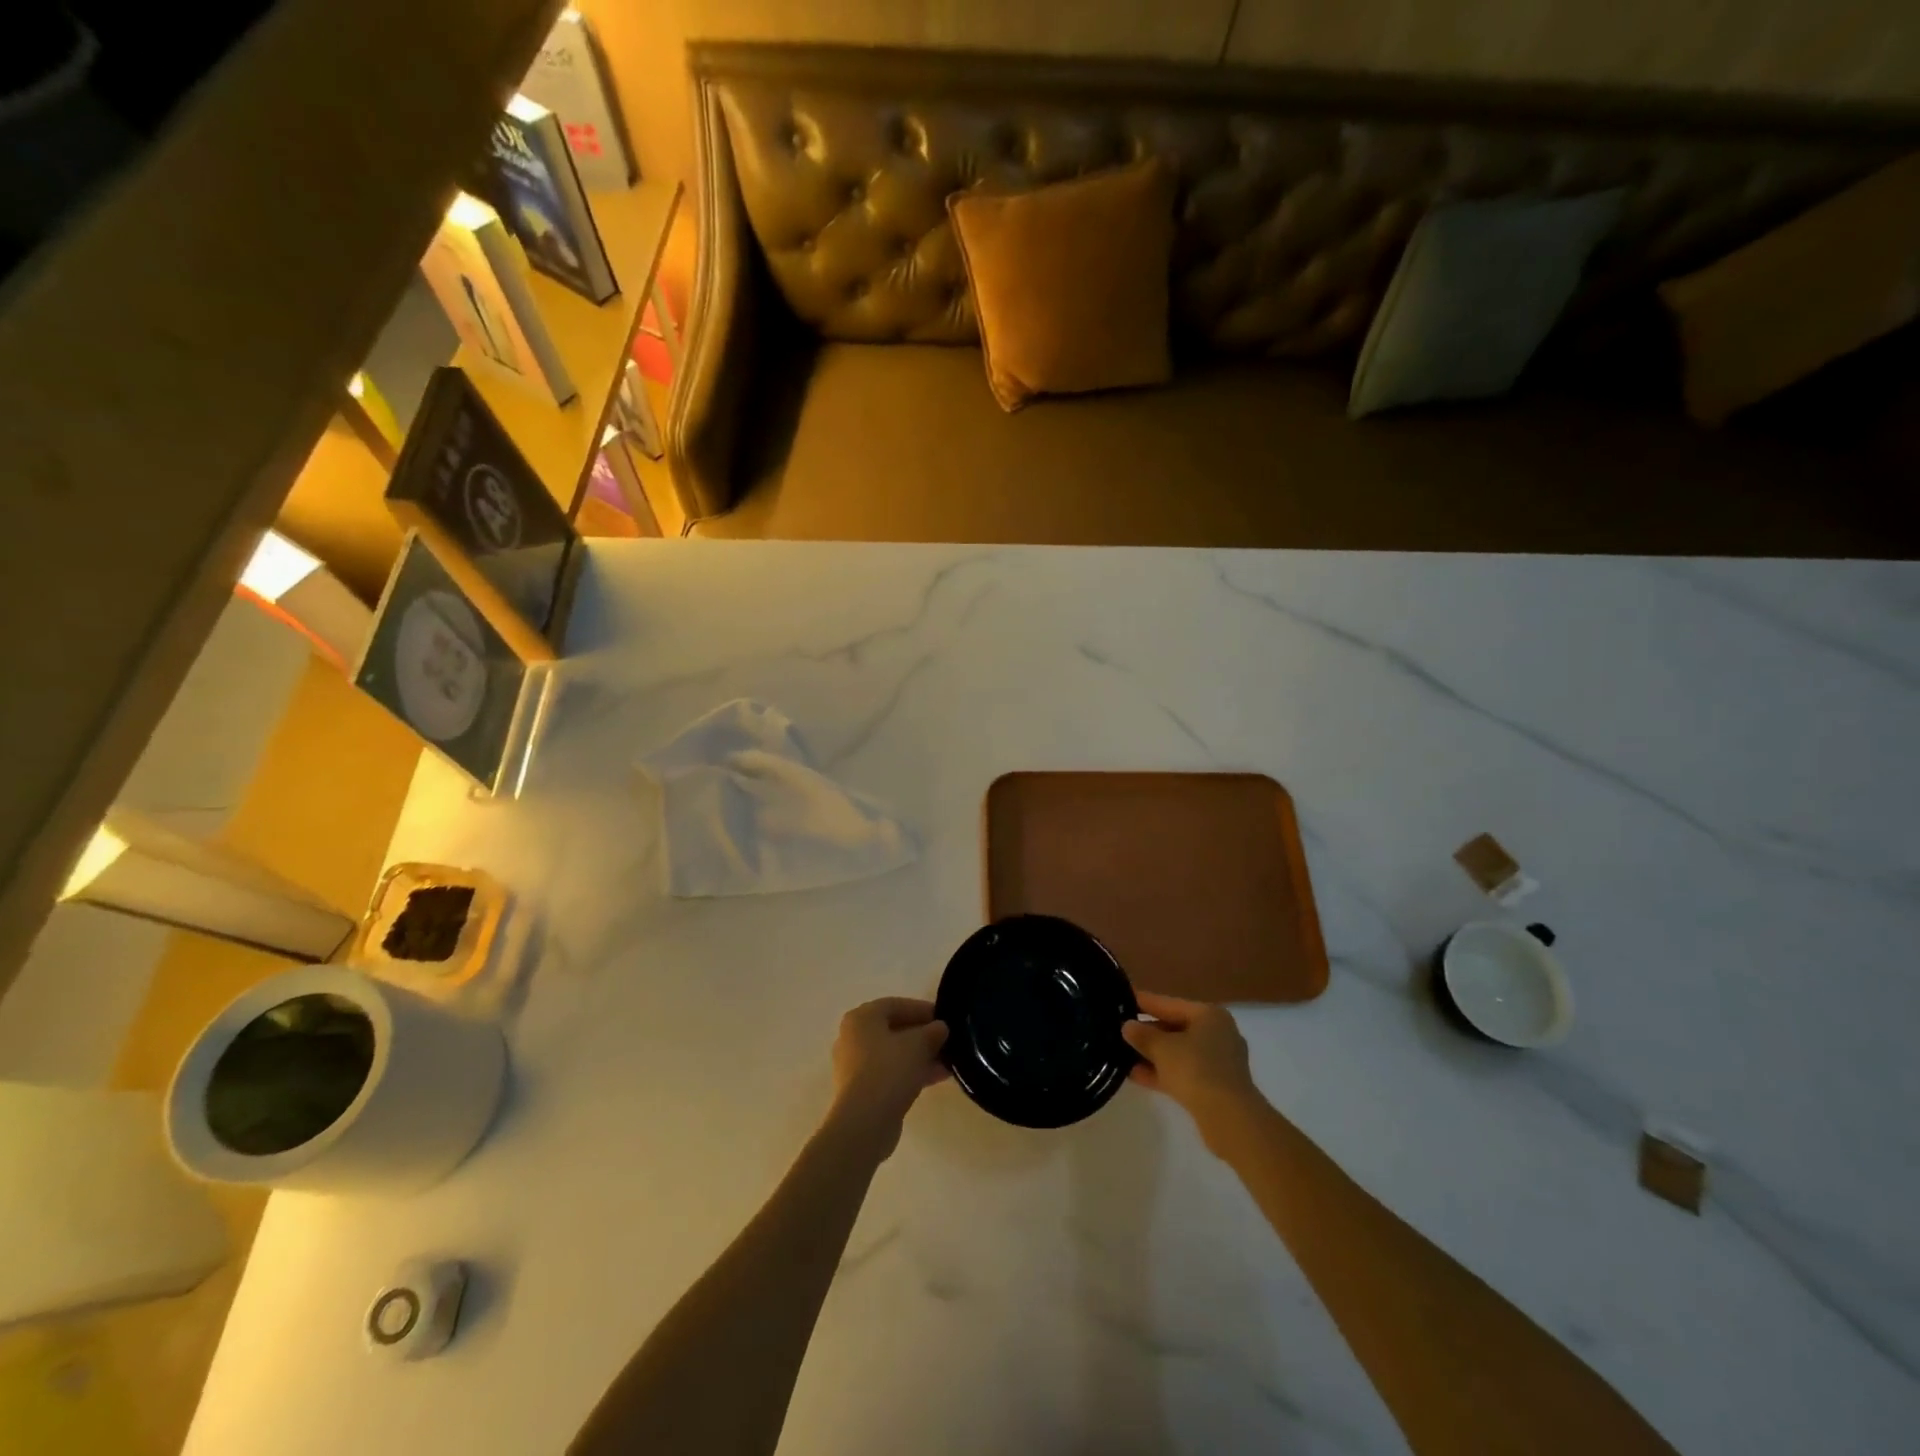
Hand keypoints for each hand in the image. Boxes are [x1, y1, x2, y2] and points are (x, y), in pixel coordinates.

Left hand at [828, 997, 949, 1156]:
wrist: (865, 1122)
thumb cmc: (889, 1070)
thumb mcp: (918, 1044)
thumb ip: (932, 1032)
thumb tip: (940, 1028)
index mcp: (862, 1018)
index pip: (896, 1005)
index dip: (922, 1010)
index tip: (945, 1019)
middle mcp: (853, 1037)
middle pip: (894, 1029)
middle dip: (923, 1035)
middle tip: (947, 1041)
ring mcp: (854, 1065)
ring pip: (893, 1053)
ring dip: (920, 1056)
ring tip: (948, 1062)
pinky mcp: (860, 1090)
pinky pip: (889, 1073)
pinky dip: (910, 1072)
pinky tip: (936, 1078)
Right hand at [1122, 991, 1263, 1142]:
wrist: (1228, 1117)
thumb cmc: (1195, 1069)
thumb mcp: (1161, 1048)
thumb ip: (1142, 1035)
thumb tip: (1127, 1026)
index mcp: (1209, 1015)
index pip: (1169, 1004)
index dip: (1144, 1002)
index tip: (1123, 998)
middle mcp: (1217, 1034)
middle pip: (1175, 1028)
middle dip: (1147, 1032)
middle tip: (1119, 1030)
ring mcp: (1218, 1062)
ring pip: (1178, 1052)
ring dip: (1152, 1055)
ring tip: (1121, 1054)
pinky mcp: (1215, 1087)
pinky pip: (1183, 1072)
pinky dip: (1162, 1072)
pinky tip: (1135, 1075)